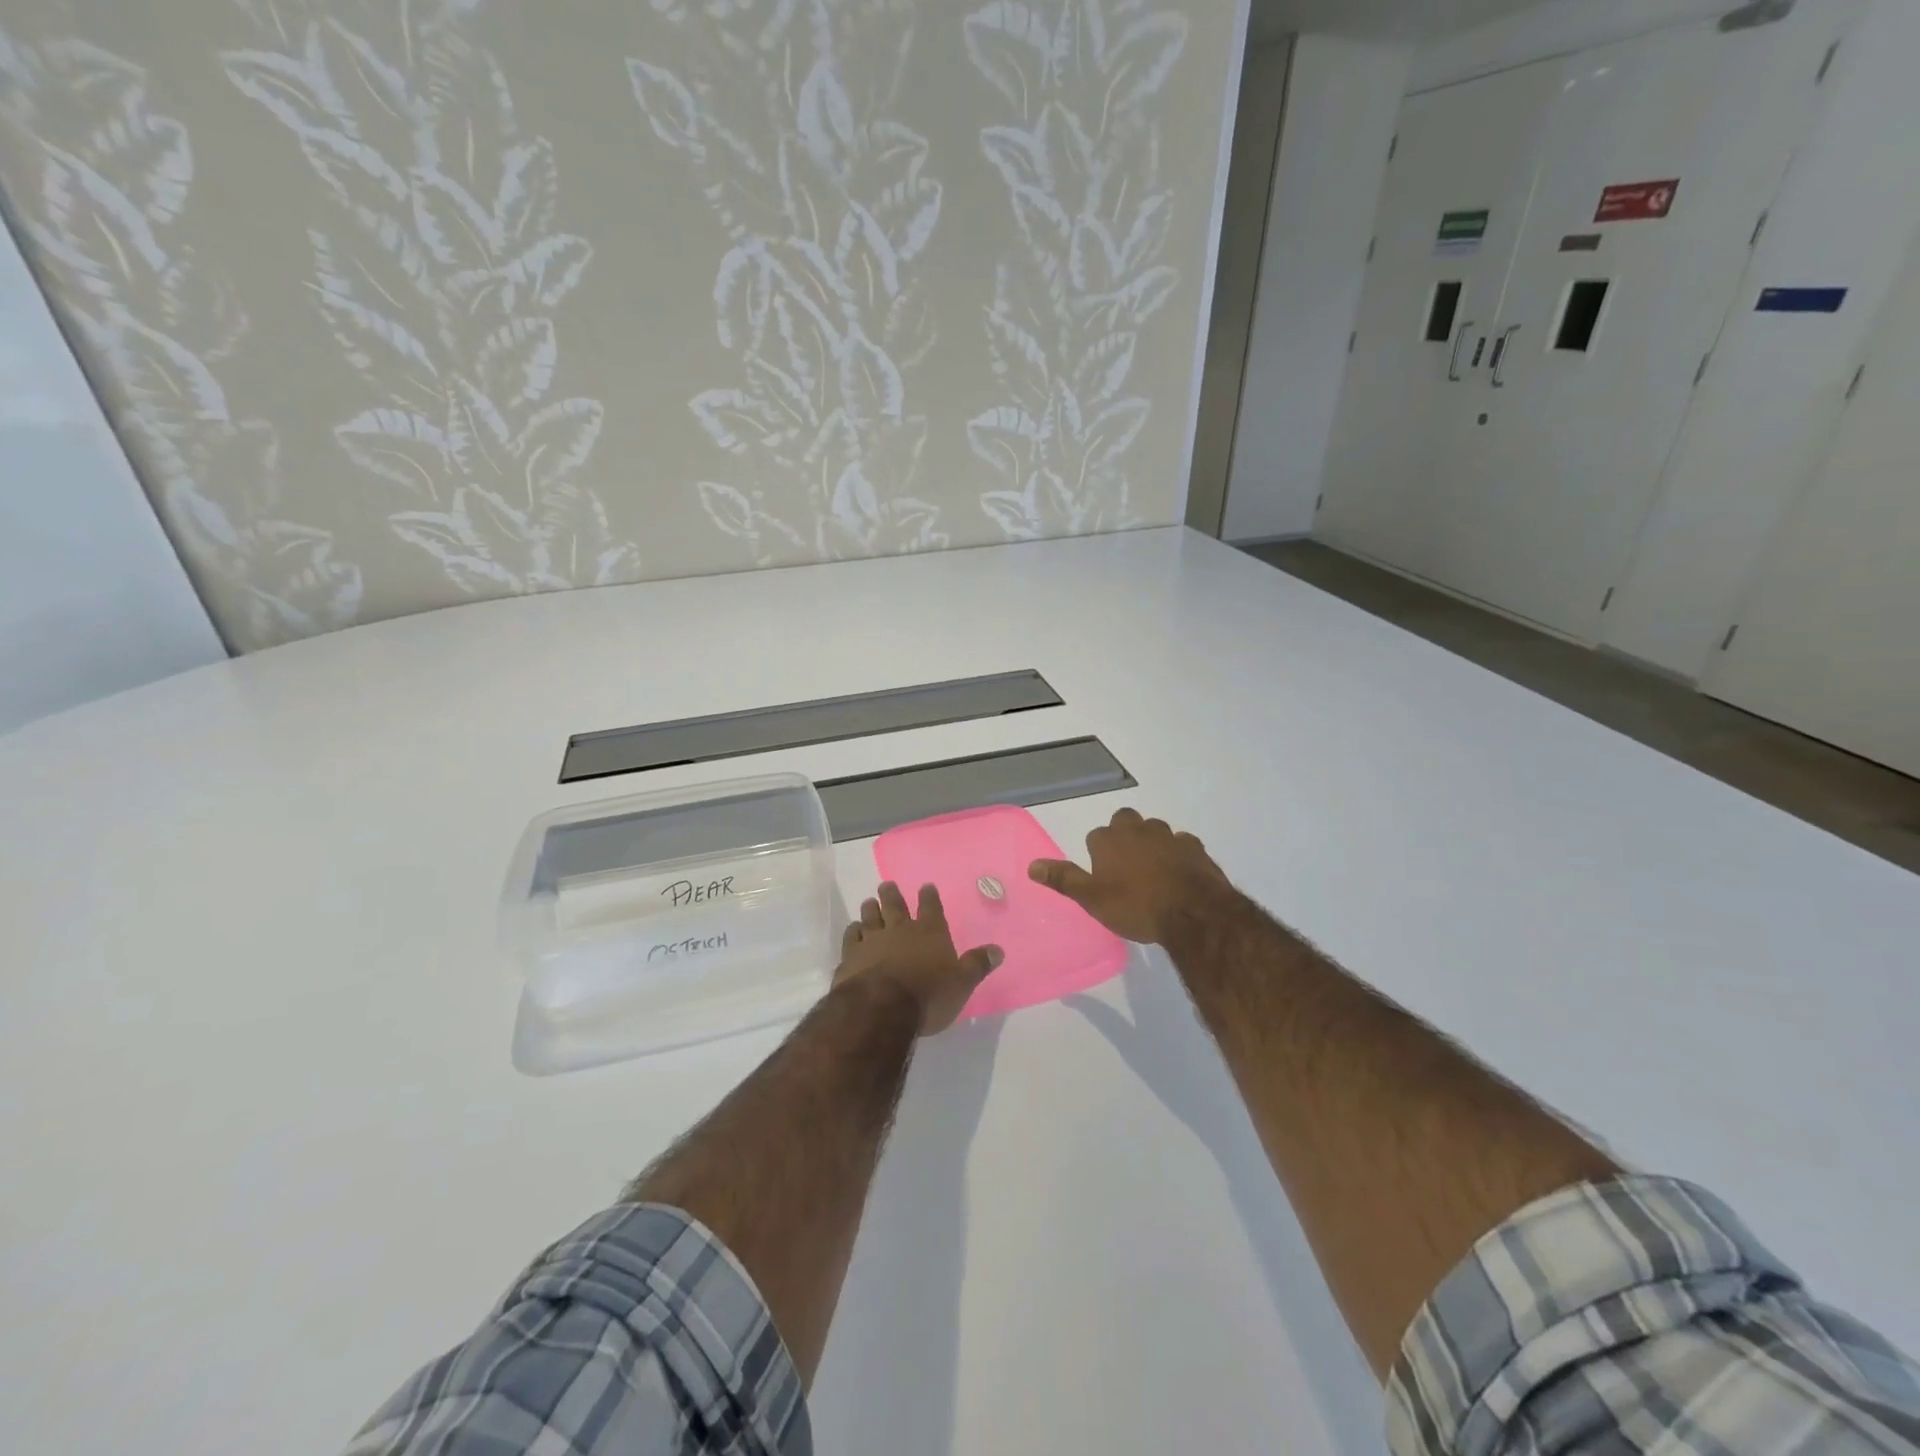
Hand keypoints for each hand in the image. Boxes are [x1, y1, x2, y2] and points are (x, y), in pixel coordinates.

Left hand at [835, 881, 1002, 1036]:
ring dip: (870, 909)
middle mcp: (900, 930)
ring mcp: (872, 942)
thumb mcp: (962, 983)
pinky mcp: (851, 958)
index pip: (931, 907)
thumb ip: (977, 964)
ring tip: (869, 902)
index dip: (929, 896)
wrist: (882, 1008)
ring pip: (870, 918)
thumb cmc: (929, 995)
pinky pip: (851, 939)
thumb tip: (998, 950)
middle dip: (892, 894)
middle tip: (886, 884)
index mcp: (929, 932)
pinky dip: (853, 932)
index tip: (926, 886)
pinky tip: (853, 931)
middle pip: (895, 906)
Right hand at [1028, 808, 1234, 944]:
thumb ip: (1064, 879)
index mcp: (1109, 839)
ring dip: (1152, 843)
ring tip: (1153, 871)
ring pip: (1155, 830)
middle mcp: (1137, 829)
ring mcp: (1169, 835)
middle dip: (1124, 836)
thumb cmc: (1136, 906)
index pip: (1095, 837)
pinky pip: (1182, 844)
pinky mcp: (1195, 847)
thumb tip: (1032, 865)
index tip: (1103, 876)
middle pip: (1125, 821)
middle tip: (1126, 866)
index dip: (1098, 854)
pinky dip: (1178, 854)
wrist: (1193, 913)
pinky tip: (1179, 874)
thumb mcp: (1092, 899)